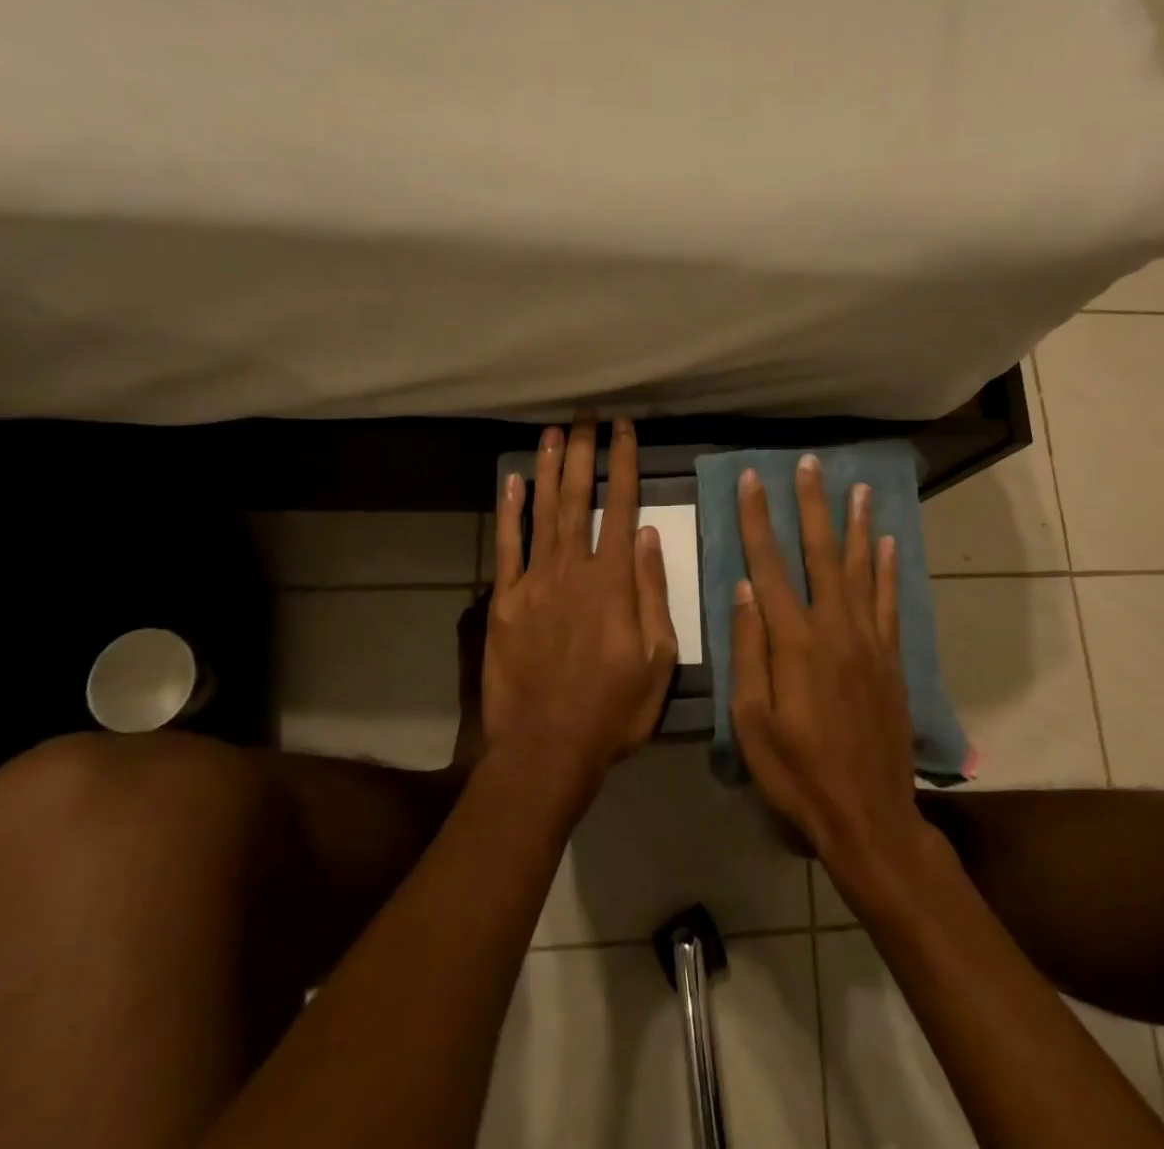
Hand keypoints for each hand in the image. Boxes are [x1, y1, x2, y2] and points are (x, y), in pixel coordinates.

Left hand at [483, 417, 678, 792]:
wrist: (547, 747)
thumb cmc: (613, 708)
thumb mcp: (658, 659)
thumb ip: (653, 592)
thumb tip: (652, 535)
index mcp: (613, 581)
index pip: (622, 507)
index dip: (624, 464)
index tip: (625, 429)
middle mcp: (572, 569)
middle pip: (578, 498)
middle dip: (584, 452)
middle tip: (586, 415)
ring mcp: (534, 583)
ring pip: (542, 513)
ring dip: (548, 469)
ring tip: (553, 432)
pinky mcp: (504, 602)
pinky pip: (507, 548)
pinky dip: (510, 513)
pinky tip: (512, 483)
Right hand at [730, 456, 940, 893]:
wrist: (869, 816)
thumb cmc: (798, 773)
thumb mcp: (752, 722)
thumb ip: (749, 651)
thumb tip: (744, 589)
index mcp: (794, 642)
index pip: (769, 565)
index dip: (758, 519)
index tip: (752, 480)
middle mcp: (834, 628)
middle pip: (821, 554)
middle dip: (813, 505)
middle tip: (811, 464)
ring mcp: (869, 641)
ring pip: (863, 569)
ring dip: (857, 524)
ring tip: (858, 487)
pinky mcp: (891, 659)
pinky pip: (891, 602)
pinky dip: (890, 569)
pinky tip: (889, 543)